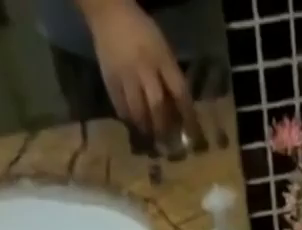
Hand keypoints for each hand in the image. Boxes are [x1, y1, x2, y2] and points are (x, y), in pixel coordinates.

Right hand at [81, 0, 196, 137]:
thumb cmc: (141, 33)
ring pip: (138, 112)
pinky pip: (121, 108)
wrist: (109, 13)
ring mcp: (126, 75)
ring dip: (146, 128)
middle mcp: (144, 67)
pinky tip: (133, 123)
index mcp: (162, 57)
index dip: (188, 116)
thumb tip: (178, 112)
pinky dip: (129, 119)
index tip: (192, 136)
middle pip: (157, 107)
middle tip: (166, 144)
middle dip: (163, 128)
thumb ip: (170, 76)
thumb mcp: (162, 49)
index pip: (180, 91)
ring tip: (150, 137)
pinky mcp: (110, 80)